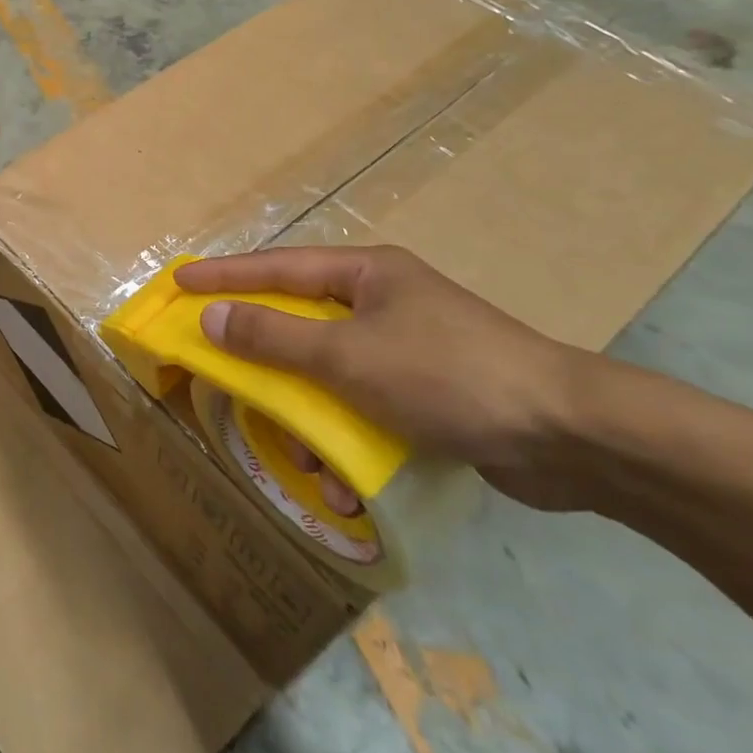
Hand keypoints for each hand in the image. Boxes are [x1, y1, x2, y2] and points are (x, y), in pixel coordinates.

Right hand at [175, 245, 593, 510]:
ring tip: (307, 462)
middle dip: (267, 361)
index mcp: (366, 274)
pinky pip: (363, 407)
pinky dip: (348, 439)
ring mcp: (407, 348)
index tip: (179, 282)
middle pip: (301, 322)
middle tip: (226, 374)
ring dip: (311, 420)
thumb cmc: (447, 375)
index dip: (224, 275)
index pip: (278, 267)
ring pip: (330, 373)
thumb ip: (274, 337)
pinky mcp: (427, 394)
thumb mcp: (348, 355)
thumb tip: (212, 318)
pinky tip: (348, 485)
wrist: (573, 437)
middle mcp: (382, 302)